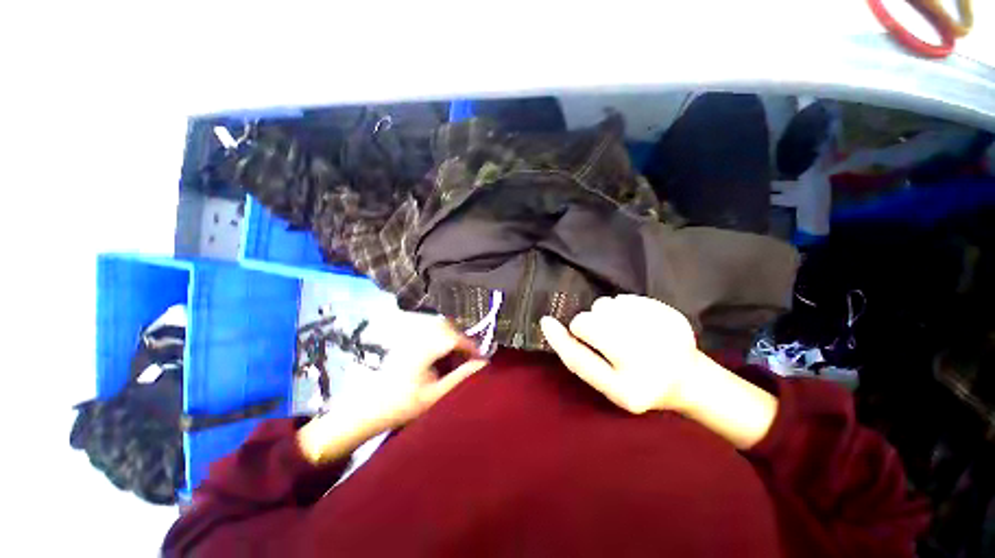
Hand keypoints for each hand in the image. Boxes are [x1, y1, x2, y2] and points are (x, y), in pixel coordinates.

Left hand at [299, 313, 487, 464]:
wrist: (367, 410)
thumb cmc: (403, 405)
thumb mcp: (436, 394)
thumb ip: (461, 377)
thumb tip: (483, 365)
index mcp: (425, 348)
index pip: (456, 338)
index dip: (471, 347)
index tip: (480, 361)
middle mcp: (418, 337)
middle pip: (448, 328)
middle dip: (462, 342)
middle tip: (469, 360)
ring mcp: (410, 338)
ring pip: (439, 328)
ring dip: (452, 340)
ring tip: (456, 360)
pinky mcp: (406, 342)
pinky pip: (429, 333)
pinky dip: (440, 342)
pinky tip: (441, 358)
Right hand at [541, 294, 777, 448]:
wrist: (689, 379)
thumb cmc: (639, 385)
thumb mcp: (607, 384)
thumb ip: (580, 358)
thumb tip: (551, 325)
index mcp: (628, 390)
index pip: (581, 360)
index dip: (559, 339)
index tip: (546, 321)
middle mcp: (646, 363)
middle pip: (589, 324)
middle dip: (586, 324)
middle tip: (599, 333)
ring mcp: (661, 336)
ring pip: (605, 305)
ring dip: (603, 314)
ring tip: (619, 328)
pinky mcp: (670, 316)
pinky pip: (625, 298)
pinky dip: (622, 307)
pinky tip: (635, 321)